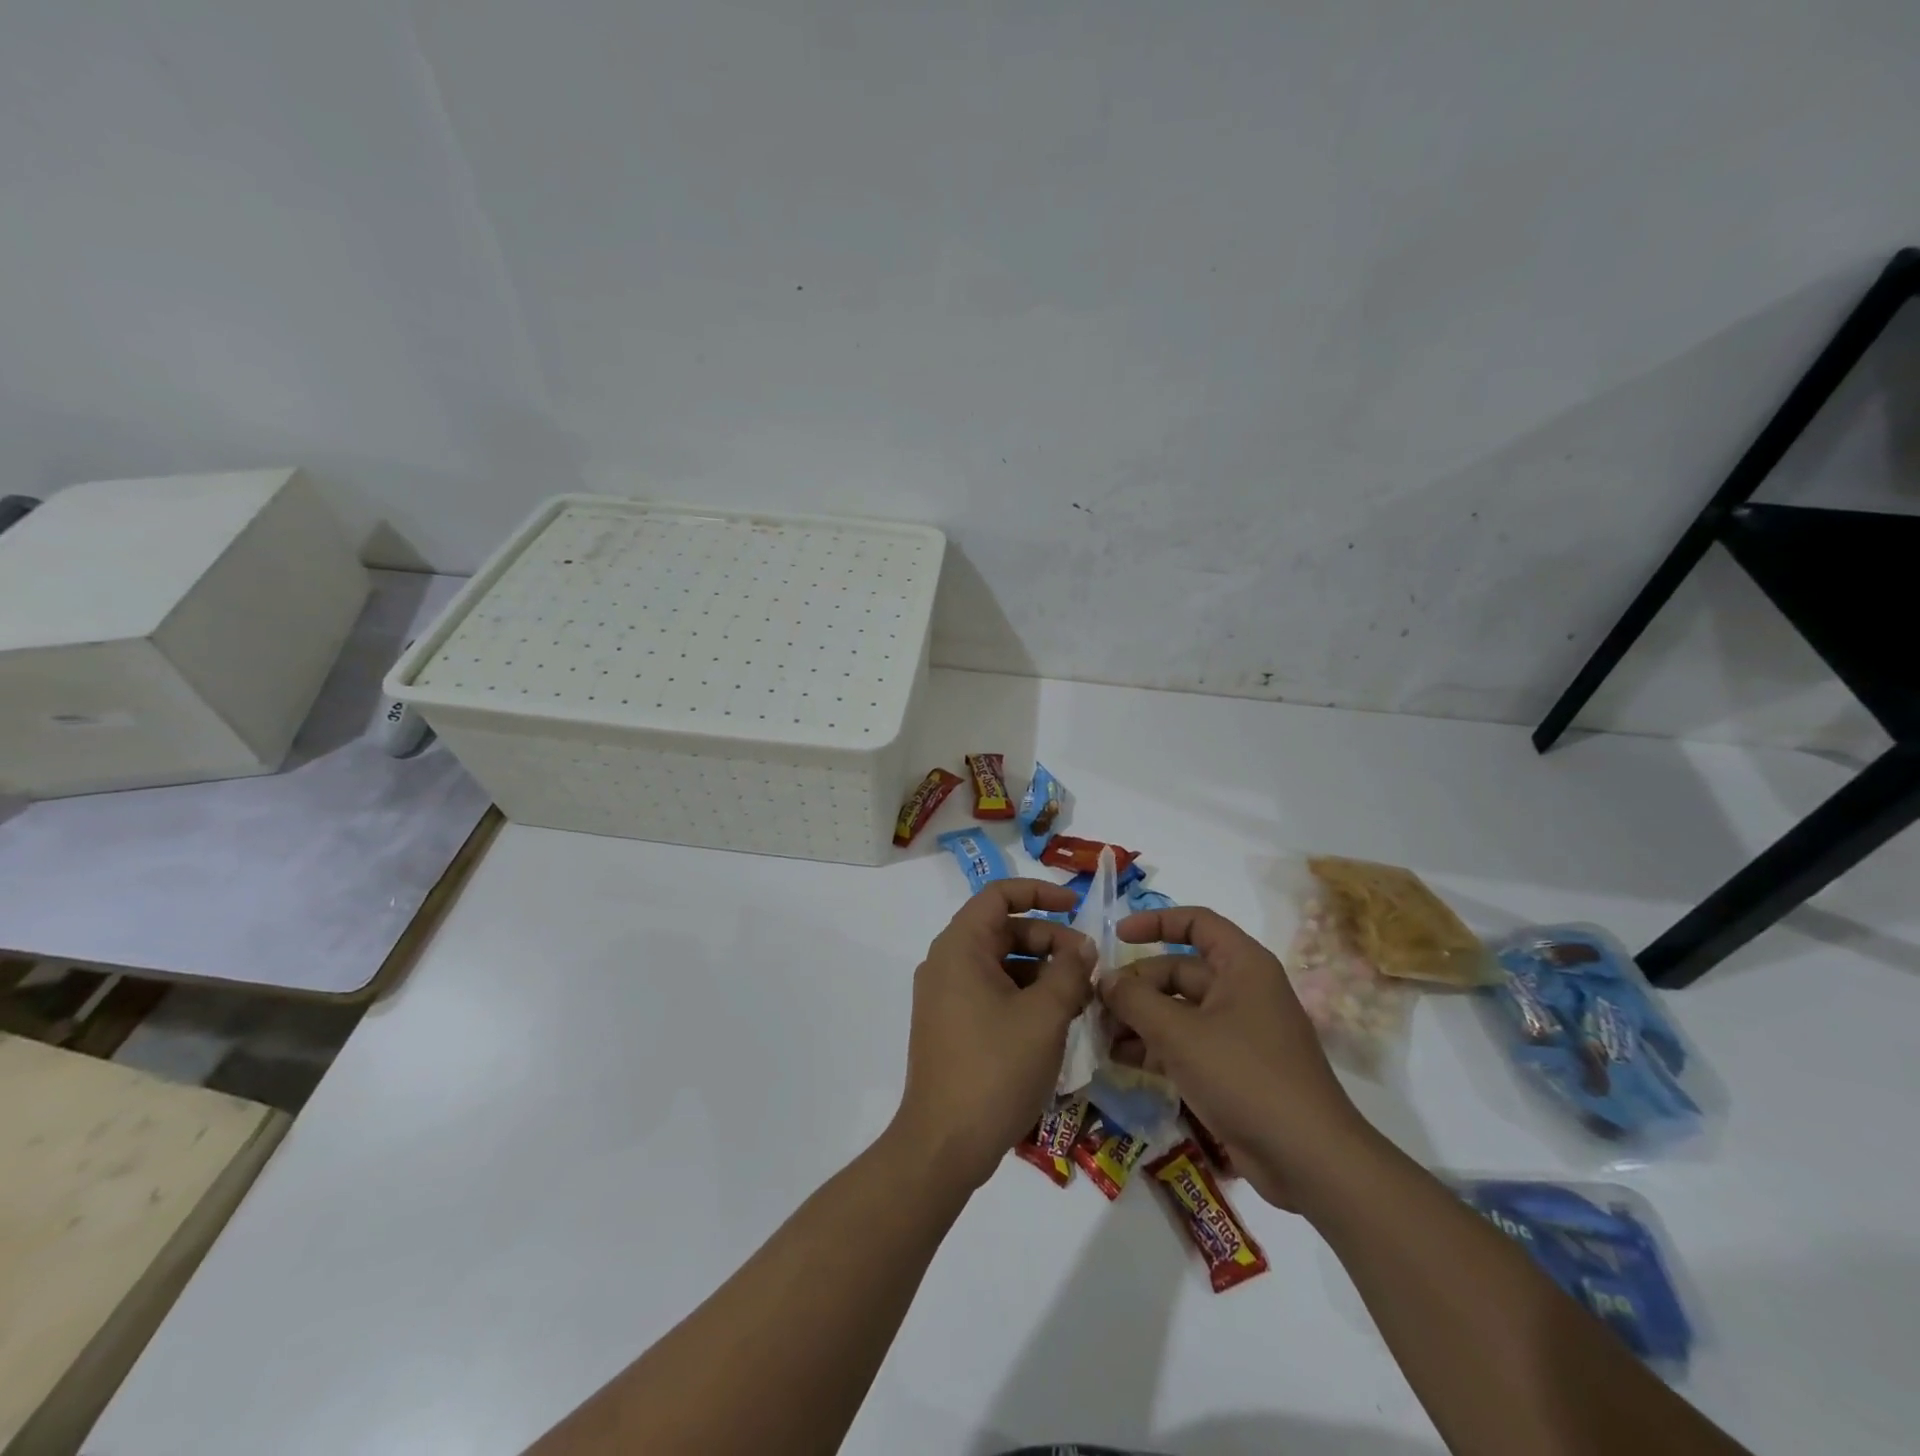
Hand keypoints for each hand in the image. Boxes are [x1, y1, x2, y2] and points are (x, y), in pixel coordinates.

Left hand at [890, 879, 1093, 1193]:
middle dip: (1049, 940)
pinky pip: (992, 992)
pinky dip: (1025, 995)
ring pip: (1001, 964)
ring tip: (1082, 997)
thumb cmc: (995, 1069)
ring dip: (1042, 972)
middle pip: (1003, 930)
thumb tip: (1083, 947)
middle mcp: (947, 963)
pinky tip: (1057, 1021)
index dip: (1040, 893)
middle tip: (1089, 965)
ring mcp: (946, 996)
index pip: (999, 895)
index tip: (1077, 906)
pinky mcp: (952, 1025)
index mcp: (960, 947)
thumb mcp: (1044, 1016)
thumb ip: (1069, 973)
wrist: (943, 1144)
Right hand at [1101, 906, 1369, 1211]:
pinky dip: (1155, 1047)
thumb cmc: (1244, 1076)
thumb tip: (1104, 979)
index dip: (1155, 922)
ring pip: (1178, 1009)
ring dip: (1139, 1019)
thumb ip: (1135, 1000)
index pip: (1196, 922)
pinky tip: (1121, 1059)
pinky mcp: (1232, 1068)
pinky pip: (1186, 1043)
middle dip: (1136, 986)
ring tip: (1100, 1035)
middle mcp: (1241, 990)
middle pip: (1178, 970)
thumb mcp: (1180, 1034)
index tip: (1117, 937)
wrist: (1308, 1159)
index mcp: (1242, 965)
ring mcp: (1237, 1031)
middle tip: (1095, 1005)